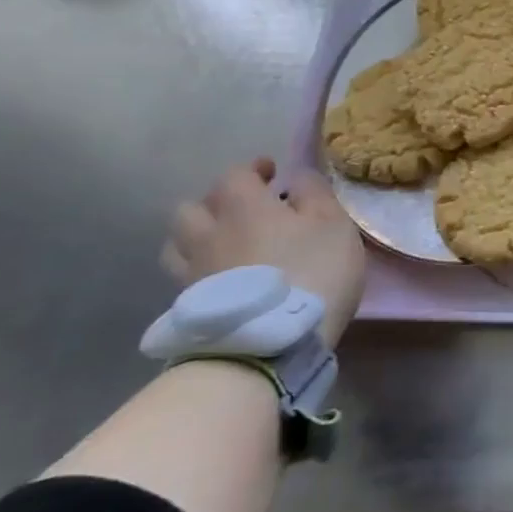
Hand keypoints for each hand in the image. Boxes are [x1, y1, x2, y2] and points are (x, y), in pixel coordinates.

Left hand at [162, 159, 366, 346]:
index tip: (272, 173)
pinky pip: (185, 275)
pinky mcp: (189, 305)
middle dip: (217, 202)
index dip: (253, 170)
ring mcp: (193, 271)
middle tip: (244, 210)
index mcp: (243, 206)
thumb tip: (296, 177)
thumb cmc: (313, 270)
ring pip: (178, 242)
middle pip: (193, 207)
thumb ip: (314, 193)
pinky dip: (200, 268)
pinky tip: (222, 277)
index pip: (235, 174)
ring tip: (225, 243)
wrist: (273, 341)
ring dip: (199, 234)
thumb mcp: (334, 223)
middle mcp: (209, 232)